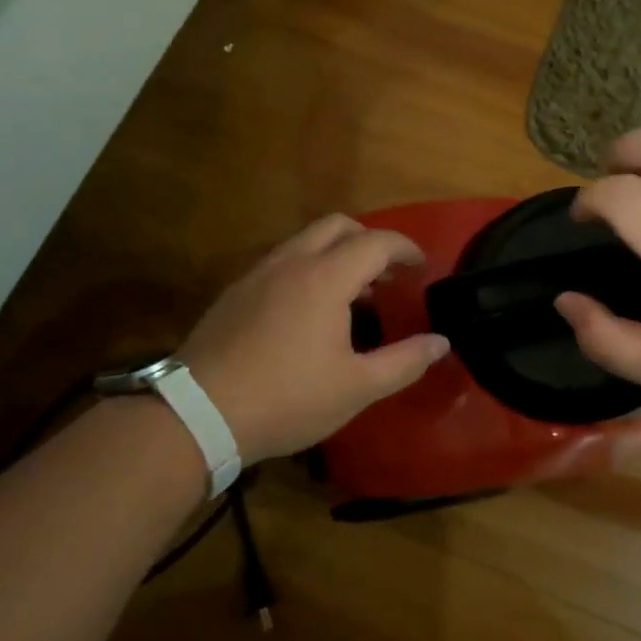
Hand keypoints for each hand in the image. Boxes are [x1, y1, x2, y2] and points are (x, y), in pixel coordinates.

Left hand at [178, 216, 449, 463]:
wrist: (198, 414)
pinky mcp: (235, 293)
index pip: (376, 242)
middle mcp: (290, 263)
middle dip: (370, 241)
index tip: (422, 267)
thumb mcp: (357, 388)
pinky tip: (310, 313)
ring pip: (305, 241)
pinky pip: (282, 262)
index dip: (406, 249)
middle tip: (389, 275)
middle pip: (338, 226)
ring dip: (337, 254)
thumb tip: (441, 342)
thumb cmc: (288, 399)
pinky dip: (309, 269)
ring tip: (355, 296)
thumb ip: (405, 361)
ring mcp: (257, 274)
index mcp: (325, 278)